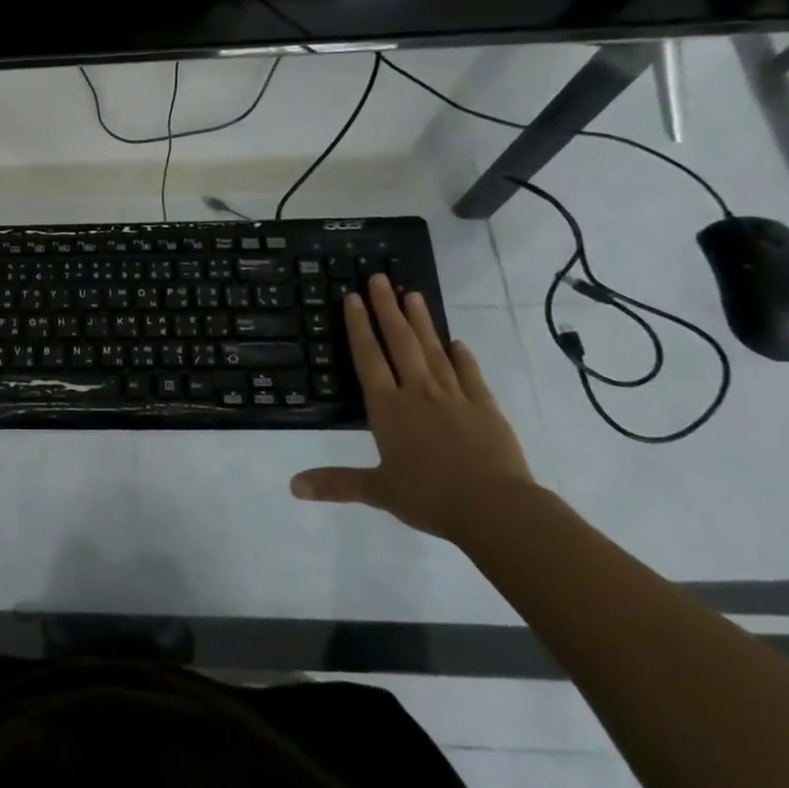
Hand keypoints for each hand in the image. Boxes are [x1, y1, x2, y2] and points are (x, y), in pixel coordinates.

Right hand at [290, 274, 536, 543]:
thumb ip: (336, 483)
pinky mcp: (485, 408)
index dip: (359, 327)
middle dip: (387, 310)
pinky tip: (457, 342)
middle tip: (380, 278)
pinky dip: (462, 356)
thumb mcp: (377, 490)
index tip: (354, 297)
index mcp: (388, 408)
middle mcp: (418, 393)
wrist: (495, 508)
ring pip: (433, 351)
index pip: (369, 358)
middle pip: (400, 343)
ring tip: (412, 295)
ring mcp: (454, 397)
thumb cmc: (429, 496)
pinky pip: (469, 374)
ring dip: (421, 322)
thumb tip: (293, 487)